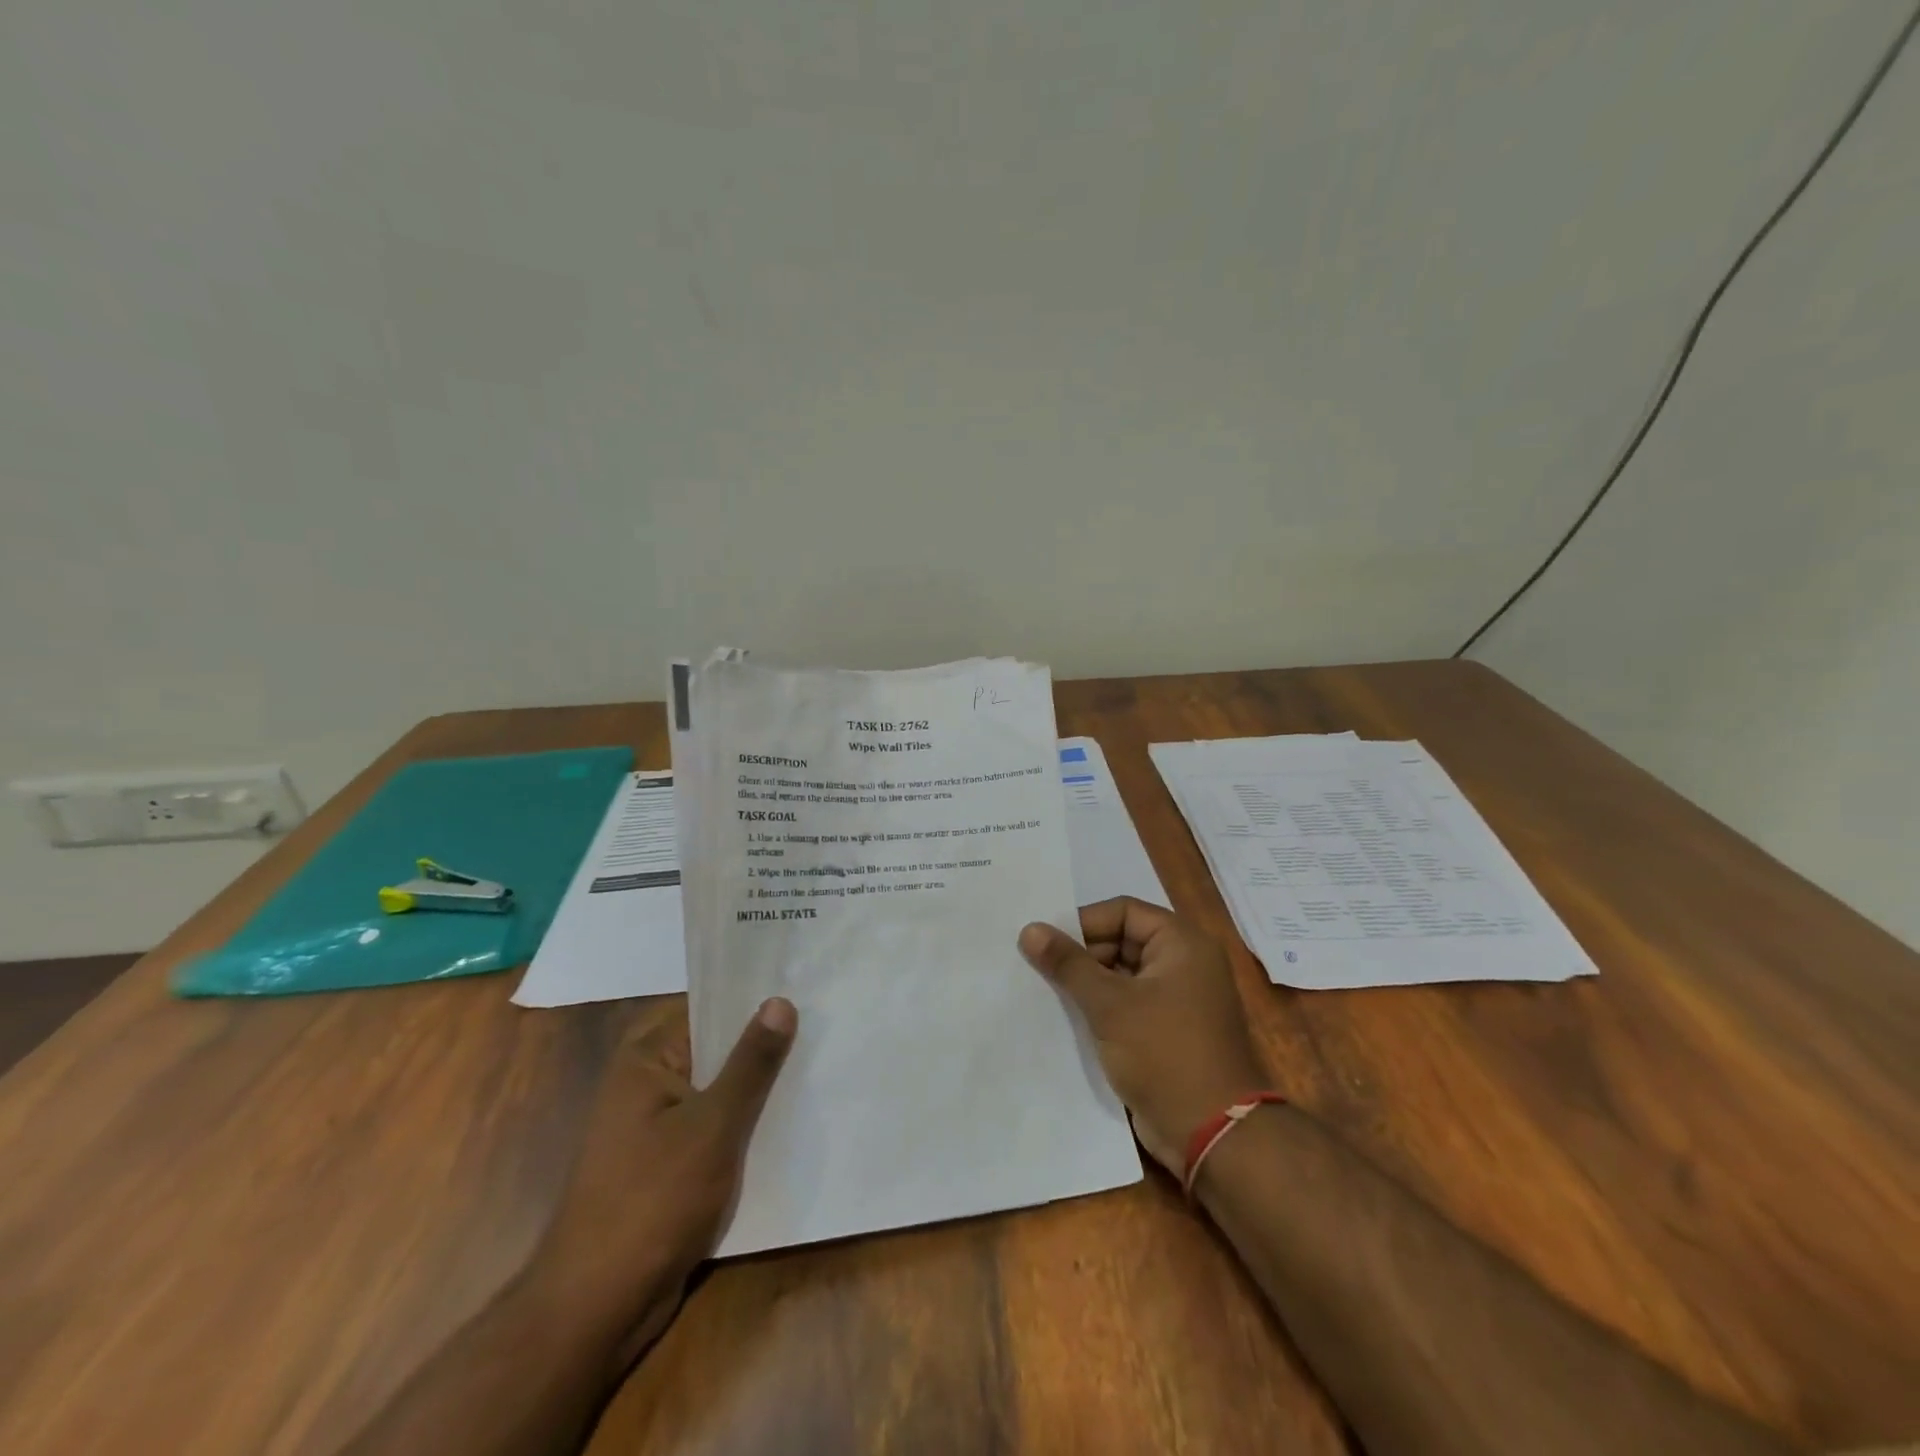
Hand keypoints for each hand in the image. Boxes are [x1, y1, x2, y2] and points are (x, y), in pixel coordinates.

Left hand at [535, 996, 796, 1372]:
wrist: (597, 1309)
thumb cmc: (652, 1201)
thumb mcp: (713, 1125)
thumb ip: (750, 1063)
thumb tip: (779, 1001)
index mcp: (645, 1058)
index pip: (706, 1008)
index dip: (753, 998)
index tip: (804, 985)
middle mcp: (646, 1083)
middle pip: (715, 1048)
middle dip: (764, 1042)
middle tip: (824, 1021)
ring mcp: (656, 1126)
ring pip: (719, 1089)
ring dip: (759, 1086)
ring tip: (820, 1062)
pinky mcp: (668, 1163)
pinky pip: (715, 1126)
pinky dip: (746, 1122)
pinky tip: (792, 1118)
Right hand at [1020, 899, 1267, 1174]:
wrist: (1213, 1135)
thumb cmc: (1164, 1053)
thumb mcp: (1110, 1004)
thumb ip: (1068, 964)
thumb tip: (1030, 929)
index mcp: (1182, 943)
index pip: (1123, 911)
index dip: (1083, 922)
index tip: (1045, 941)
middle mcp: (1184, 963)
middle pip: (1122, 941)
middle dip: (1081, 954)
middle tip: (1038, 967)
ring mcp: (1178, 999)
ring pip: (1122, 975)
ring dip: (1087, 983)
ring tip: (1044, 990)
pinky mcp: (1168, 1031)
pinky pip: (1129, 1004)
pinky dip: (1101, 1008)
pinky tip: (1066, 1018)